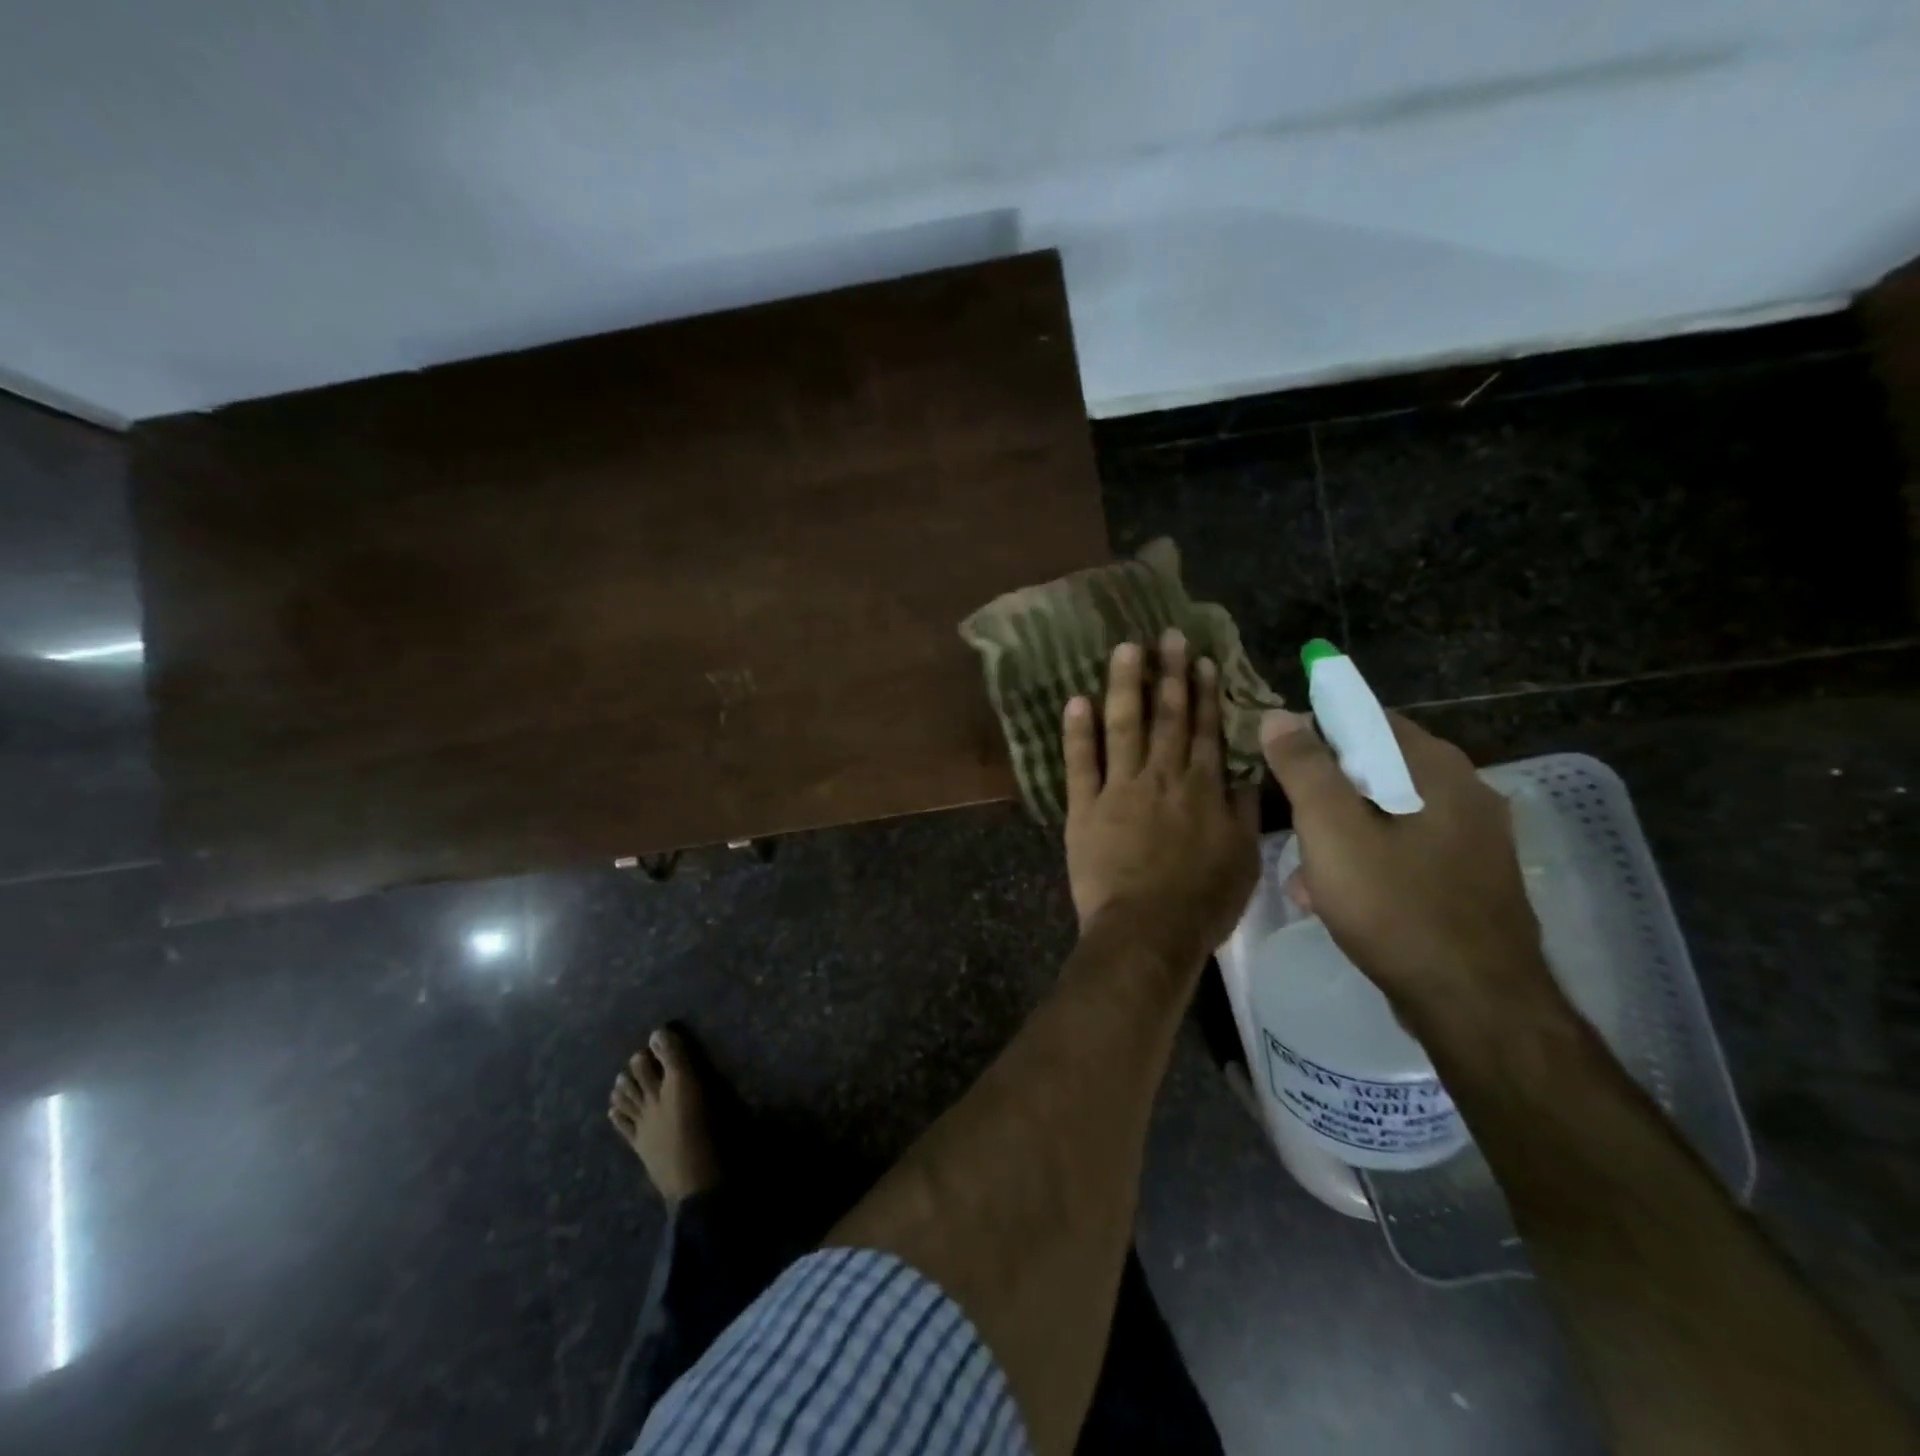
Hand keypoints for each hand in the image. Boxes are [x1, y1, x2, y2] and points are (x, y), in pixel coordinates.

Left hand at [1064, 630, 1259, 972]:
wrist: (1148, 930)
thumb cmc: (1201, 901)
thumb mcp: (1242, 858)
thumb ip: (1242, 811)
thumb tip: (1243, 772)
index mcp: (1201, 789)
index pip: (1204, 730)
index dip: (1203, 693)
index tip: (1201, 660)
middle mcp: (1162, 777)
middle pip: (1167, 717)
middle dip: (1168, 674)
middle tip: (1167, 635)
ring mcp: (1119, 788)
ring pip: (1123, 727)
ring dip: (1125, 685)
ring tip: (1125, 648)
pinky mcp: (1084, 806)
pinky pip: (1079, 762)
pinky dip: (1077, 731)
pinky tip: (1075, 699)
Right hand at [1260, 709, 1555, 1019]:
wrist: (1475, 1005)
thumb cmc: (1395, 906)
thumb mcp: (1332, 830)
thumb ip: (1304, 768)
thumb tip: (1279, 714)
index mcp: (1436, 768)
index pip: (1365, 719)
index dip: (1316, 734)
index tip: (1280, 766)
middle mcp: (1465, 791)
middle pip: (1374, 769)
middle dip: (1323, 795)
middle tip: (1290, 826)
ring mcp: (1474, 838)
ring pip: (1386, 814)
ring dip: (1340, 834)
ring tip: (1306, 875)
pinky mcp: (1470, 878)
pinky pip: (1405, 850)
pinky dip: (1368, 861)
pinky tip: (1338, 898)